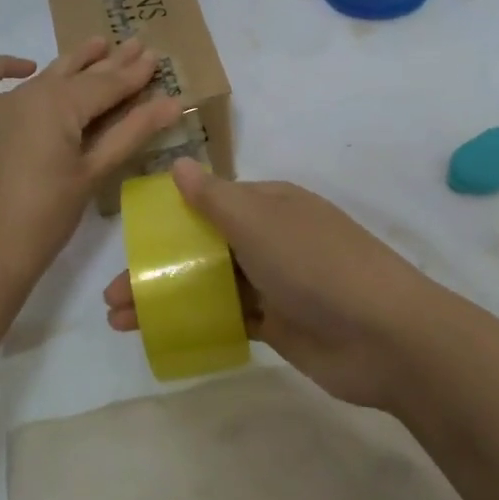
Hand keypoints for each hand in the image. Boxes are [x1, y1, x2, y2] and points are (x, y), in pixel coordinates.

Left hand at [0, 37, 182, 295]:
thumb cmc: (46, 219)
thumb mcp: (93, 173)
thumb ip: (131, 132)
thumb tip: (173, 102)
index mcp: (58, 105)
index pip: (107, 84)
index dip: (134, 73)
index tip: (155, 56)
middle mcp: (26, 94)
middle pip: (76, 74)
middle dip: (109, 61)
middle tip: (137, 44)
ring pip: (40, 78)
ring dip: (70, 63)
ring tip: (97, 45)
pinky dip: (0, 69)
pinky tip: (24, 67)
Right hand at [103, 158, 439, 409]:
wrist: (384, 336)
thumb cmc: (316, 265)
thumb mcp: (260, 223)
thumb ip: (215, 199)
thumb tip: (180, 163)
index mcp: (271, 204)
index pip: (211, 202)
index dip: (169, 219)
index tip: (132, 240)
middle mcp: (272, 238)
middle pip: (204, 247)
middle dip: (160, 266)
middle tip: (114, 294)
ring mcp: (277, 282)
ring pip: (211, 284)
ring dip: (169, 297)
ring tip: (121, 320)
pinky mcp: (280, 323)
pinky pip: (230, 317)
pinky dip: (198, 322)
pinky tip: (164, 335)